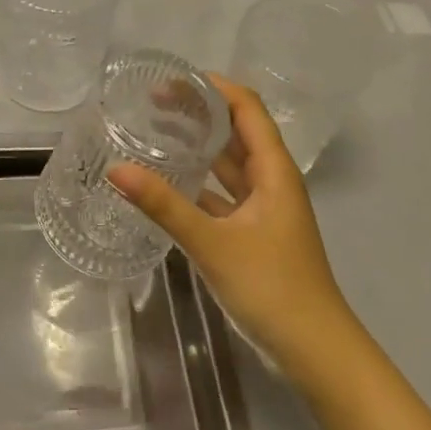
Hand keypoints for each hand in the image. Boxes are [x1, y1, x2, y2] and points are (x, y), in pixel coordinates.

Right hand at [109, 75, 358, 376]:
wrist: (314, 350)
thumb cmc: (271, 286)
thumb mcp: (213, 242)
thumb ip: (164, 205)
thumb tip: (116, 169)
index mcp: (273, 170)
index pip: (246, 108)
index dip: (214, 87)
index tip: (173, 79)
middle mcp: (271, 181)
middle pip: (236, 131)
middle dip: (200, 112)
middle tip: (153, 102)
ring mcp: (264, 209)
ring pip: (229, 164)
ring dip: (199, 146)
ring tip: (156, 131)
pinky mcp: (254, 233)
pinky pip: (224, 195)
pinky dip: (199, 183)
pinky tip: (169, 183)